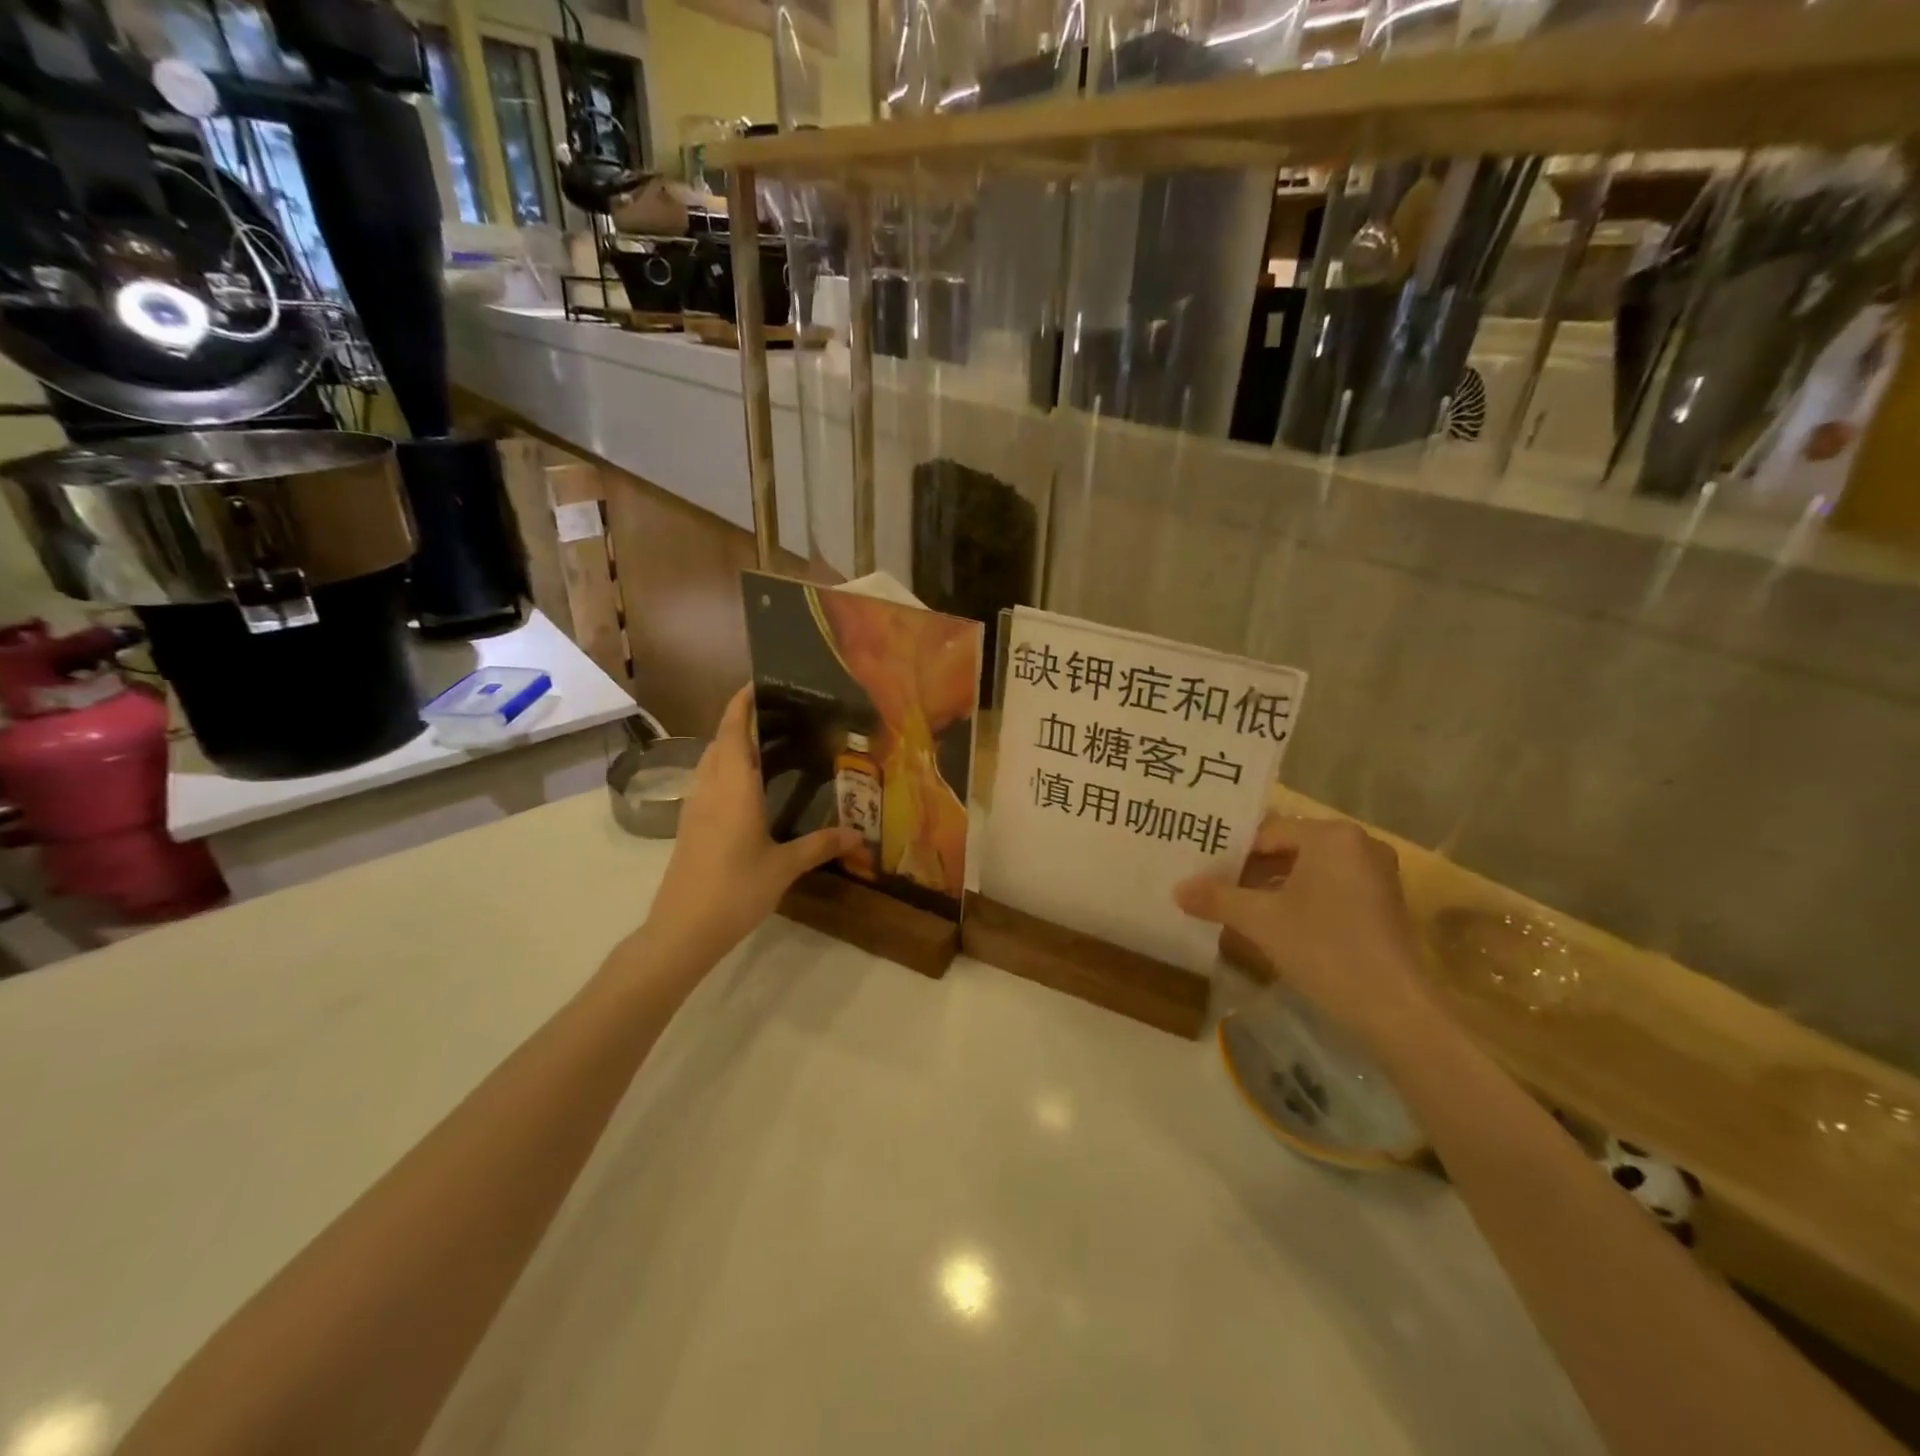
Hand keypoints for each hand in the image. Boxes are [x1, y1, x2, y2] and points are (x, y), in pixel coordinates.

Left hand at [644, 686, 856, 960]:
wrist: (682, 929)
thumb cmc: (736, 890)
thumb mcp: (784, 867)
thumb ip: (820, 845)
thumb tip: (859, 835)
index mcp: (734, 786)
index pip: (734, 730)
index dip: (742, 703)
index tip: (760, 683)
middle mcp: (711, 787)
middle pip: (721, 740)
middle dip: (742, 720)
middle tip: (780, 716)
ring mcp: (695, 806)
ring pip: (711, 760)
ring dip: (733, 745)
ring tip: (769, 745)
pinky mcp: (689, 825)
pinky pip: (708, 781)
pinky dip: (727, 769)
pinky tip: (750, 787)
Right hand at [1174, 814, 1439, 1054]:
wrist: (1395, 1008)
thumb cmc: (1325, 948)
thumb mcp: (1260, 920)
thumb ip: (1217, 898)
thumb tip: (1177, 890)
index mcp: (1331, 835)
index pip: (1266, 832)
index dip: (1229, 852)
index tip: (1200, 870)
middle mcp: (1357, 844)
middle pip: (1287, 849)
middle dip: (1248, 870)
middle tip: (1209, 886)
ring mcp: (1374, 875)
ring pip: (1306, 872)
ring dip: (1270, 888)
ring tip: (1231, 906)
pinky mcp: (1381, 905)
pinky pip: (1327, 890)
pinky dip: (1297, 902)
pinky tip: (1269, 925)